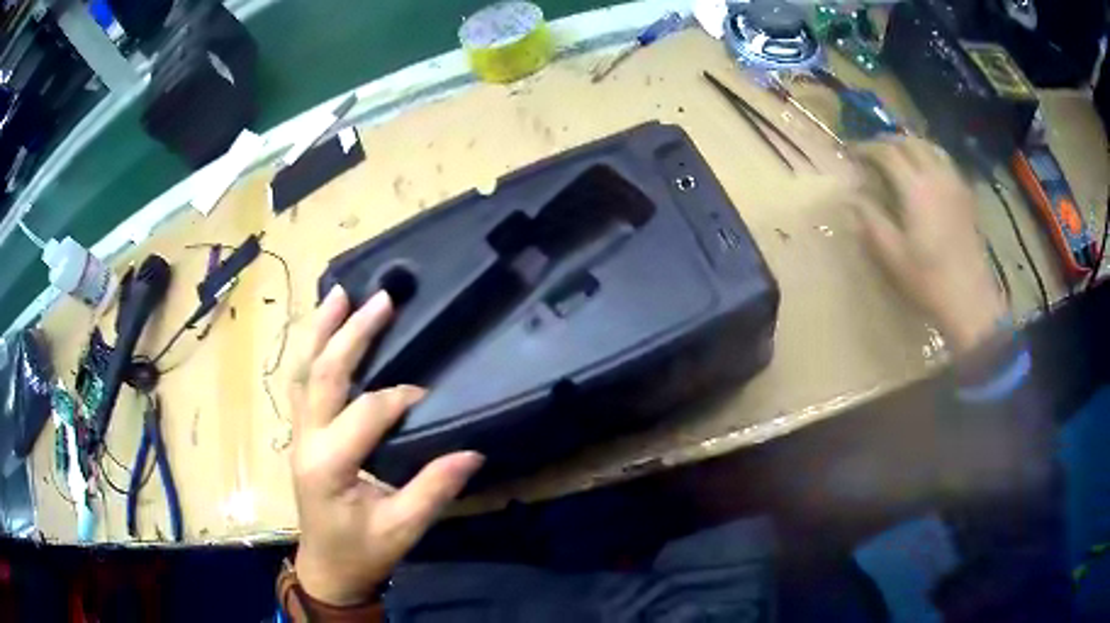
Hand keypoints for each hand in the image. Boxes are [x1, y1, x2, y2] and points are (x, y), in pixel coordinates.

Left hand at [289, 286, 483, 605]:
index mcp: (330, 463)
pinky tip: (322, 335)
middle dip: (352, 333)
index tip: (432, 395)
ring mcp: (299, 435)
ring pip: (305, 373)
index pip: (368, 412)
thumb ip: (434, 488)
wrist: (327, 570)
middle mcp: (308, 440)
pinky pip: (302, 386)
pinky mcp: (301, 436)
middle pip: (325, 375)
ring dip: (321, 332)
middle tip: (380, 299)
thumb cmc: (363, 552)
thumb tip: (473, 451)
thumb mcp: (403, 529)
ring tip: (339, 294)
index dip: (401, 398)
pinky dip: (312, 354)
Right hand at [849, 136, 1007, 353]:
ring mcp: (954, 183)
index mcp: (915, 188)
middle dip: (888, 142)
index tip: (852, 153)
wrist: (970, 300)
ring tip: (899, 156)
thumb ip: (870, 220)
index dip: (866, 148)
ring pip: (930, 147)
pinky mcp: (966, 195)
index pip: (886, 152)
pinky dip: (930, 157)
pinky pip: (945, 162)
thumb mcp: (891, 255)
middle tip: (873, 152)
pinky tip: (926, 172)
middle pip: (909, 143)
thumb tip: (851, 196)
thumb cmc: (928, 280)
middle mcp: (936, 176)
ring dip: (910, 145)